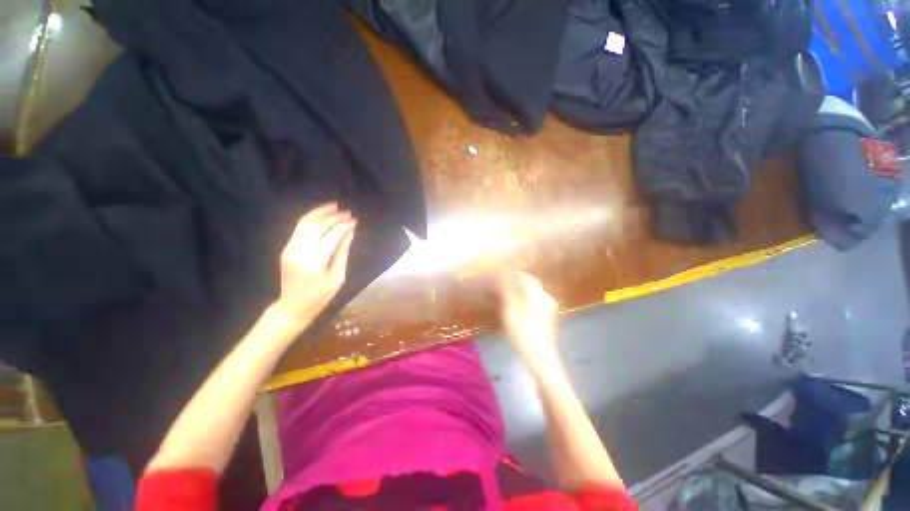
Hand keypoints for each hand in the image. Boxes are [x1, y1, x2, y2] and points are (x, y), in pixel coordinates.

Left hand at [276, 203, 355, 325]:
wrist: (293, 306)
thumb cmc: (320, 296)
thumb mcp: (337, 277)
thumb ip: (342, 253)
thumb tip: (349, 233)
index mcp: (314, 263)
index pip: (330, 237)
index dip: (343, 227)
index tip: (354, 221)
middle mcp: (299, 252)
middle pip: (316, 227)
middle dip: (333, 217)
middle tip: (348, 213)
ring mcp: (289, 249)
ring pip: (304, 224)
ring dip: (320, 213)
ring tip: (335, 206)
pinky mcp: (286, 248)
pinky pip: (299, 228)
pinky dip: (311, 218)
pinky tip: (322, 214)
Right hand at [498, 271, 560, 375]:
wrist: (540, 357)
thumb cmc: (524, 332)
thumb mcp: (511, 310)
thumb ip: (507, 292)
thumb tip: (503, 278)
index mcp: (539, 294)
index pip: (525, 277)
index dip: (512, 275)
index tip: (499, 275)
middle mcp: (546, 298)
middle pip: (530, 284)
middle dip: (515, 283)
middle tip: (500, 285)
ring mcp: (548, 308)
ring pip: (531, 293)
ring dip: (518, 291)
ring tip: (505, 295)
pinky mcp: (547, 317)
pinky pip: (534, 301)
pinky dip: (523, 300)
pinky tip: (515, 306)